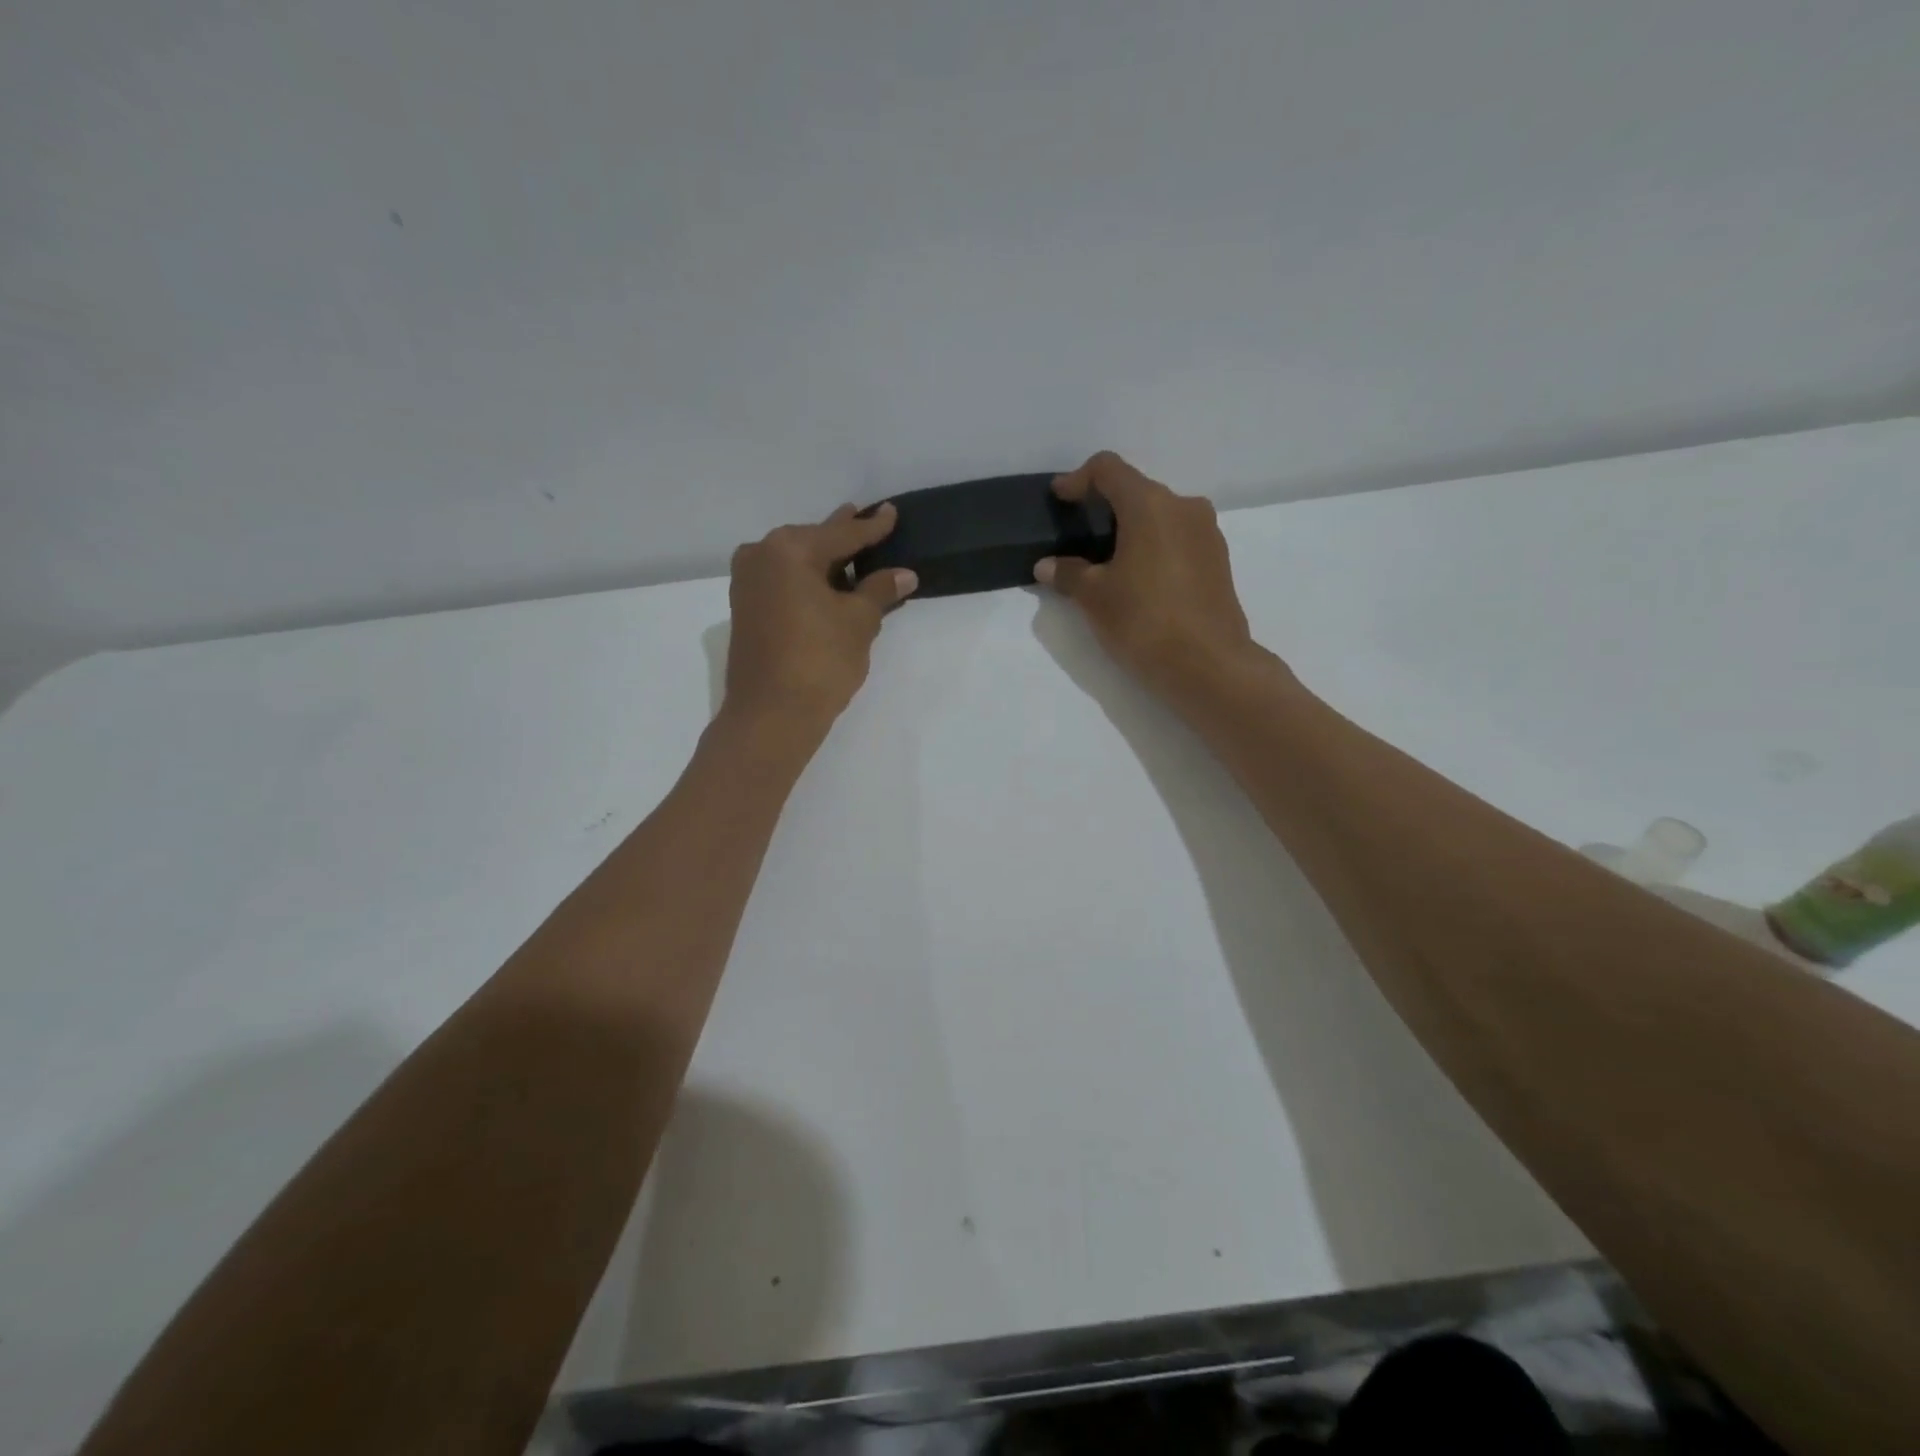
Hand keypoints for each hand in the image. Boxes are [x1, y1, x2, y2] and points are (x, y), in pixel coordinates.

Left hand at [722, 502, 918, 733]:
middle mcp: (761, 556)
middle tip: (867, 520)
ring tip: (852, 553)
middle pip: (813, 542)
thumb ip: (880, 591)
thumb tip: (904, 575)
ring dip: (825, 561)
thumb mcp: (858, 622)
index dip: (872, 527)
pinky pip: (784, 582)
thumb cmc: (820, 661)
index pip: (841, 534)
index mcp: (789, 550)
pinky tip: (828, 584)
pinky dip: (808, 581)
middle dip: (842, 537)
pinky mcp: (746, 610)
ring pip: (796, 563)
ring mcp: (748, 584)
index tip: (891, 512)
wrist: (771, 715)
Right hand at [1035, 452, 1258, 696]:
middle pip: (1137, 491)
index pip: (1109, 470)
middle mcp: (1184, 507)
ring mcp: (1207, 534)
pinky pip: (1178, 539)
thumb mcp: (1094, 598)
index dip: (1079, 479)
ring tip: (1108, 563)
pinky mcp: (1218, 561)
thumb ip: (1069, 574)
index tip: (1060, 498)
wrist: (1208, 665)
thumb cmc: (1144, 621)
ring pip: (1160, 516)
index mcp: (1150, 505)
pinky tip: (1139, 580)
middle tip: (1080, 536)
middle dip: (1105, 507)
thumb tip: (1048, 566)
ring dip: (1132, 529)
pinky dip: (1154, 547)